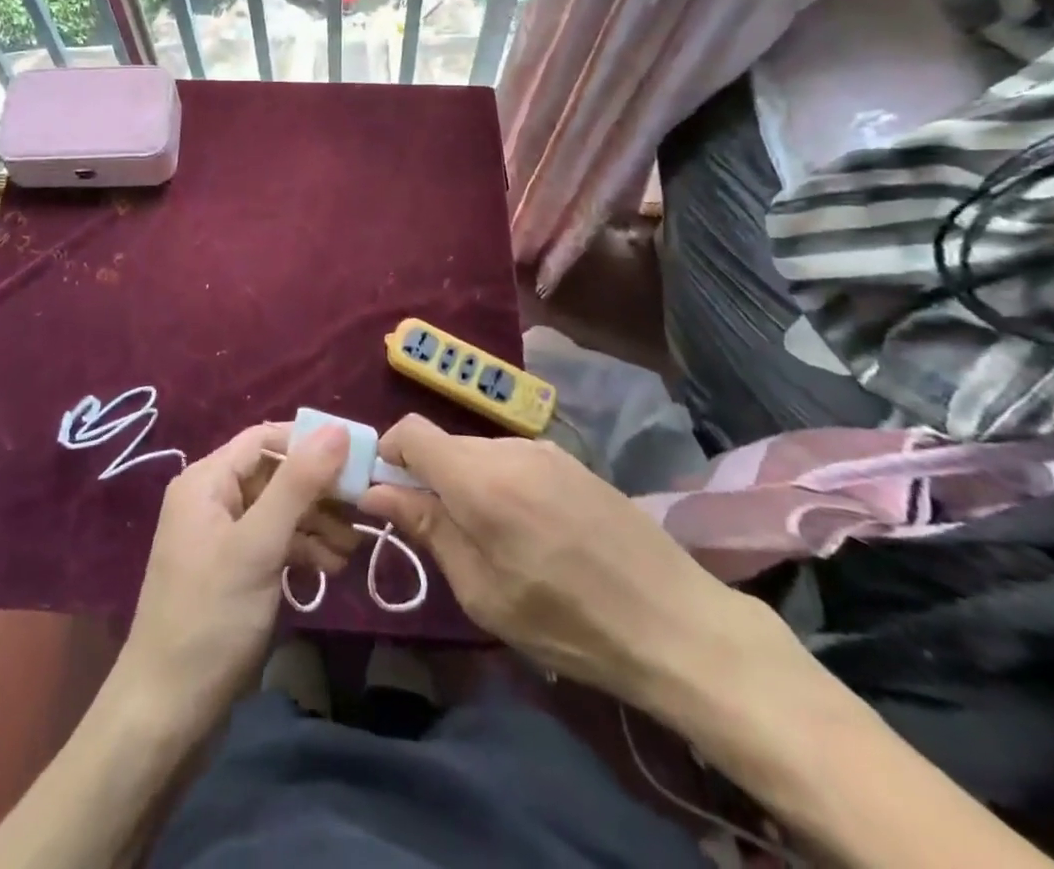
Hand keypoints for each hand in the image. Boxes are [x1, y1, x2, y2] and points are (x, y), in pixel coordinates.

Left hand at [114, 422, 358, 735]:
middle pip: (275, 474)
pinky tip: (328, 570)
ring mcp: (220, 536)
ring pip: (278, 510)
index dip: (311, 443)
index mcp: (206, 479)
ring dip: (316, 524)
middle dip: (318, 492)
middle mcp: (210, 498)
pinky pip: (272, 542)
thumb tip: (338, 428)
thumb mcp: (259, 545)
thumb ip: (298, 484)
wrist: (167, 713)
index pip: (265, 438)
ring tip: (350, 552)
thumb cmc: (212, 617)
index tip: (357, 461)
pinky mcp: (231, 571)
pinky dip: (301, 550)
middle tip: (362, 514)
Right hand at [358, 414, 781, 715]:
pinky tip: (532, 533)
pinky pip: (513, 460)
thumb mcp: (483, 592)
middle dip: (428, 479)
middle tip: (442, 537)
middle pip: (444, 445)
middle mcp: (508, 447)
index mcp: (479, 478)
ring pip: (478, 453)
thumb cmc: (568, 622)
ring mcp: (544, 449)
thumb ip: (427, 530)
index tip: (388, 498)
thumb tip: (376, 492)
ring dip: (467, 484)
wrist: (677, 623)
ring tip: (494, 542)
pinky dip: (500, 485)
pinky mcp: (571, 461)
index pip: (410, 431)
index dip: (388, 455)